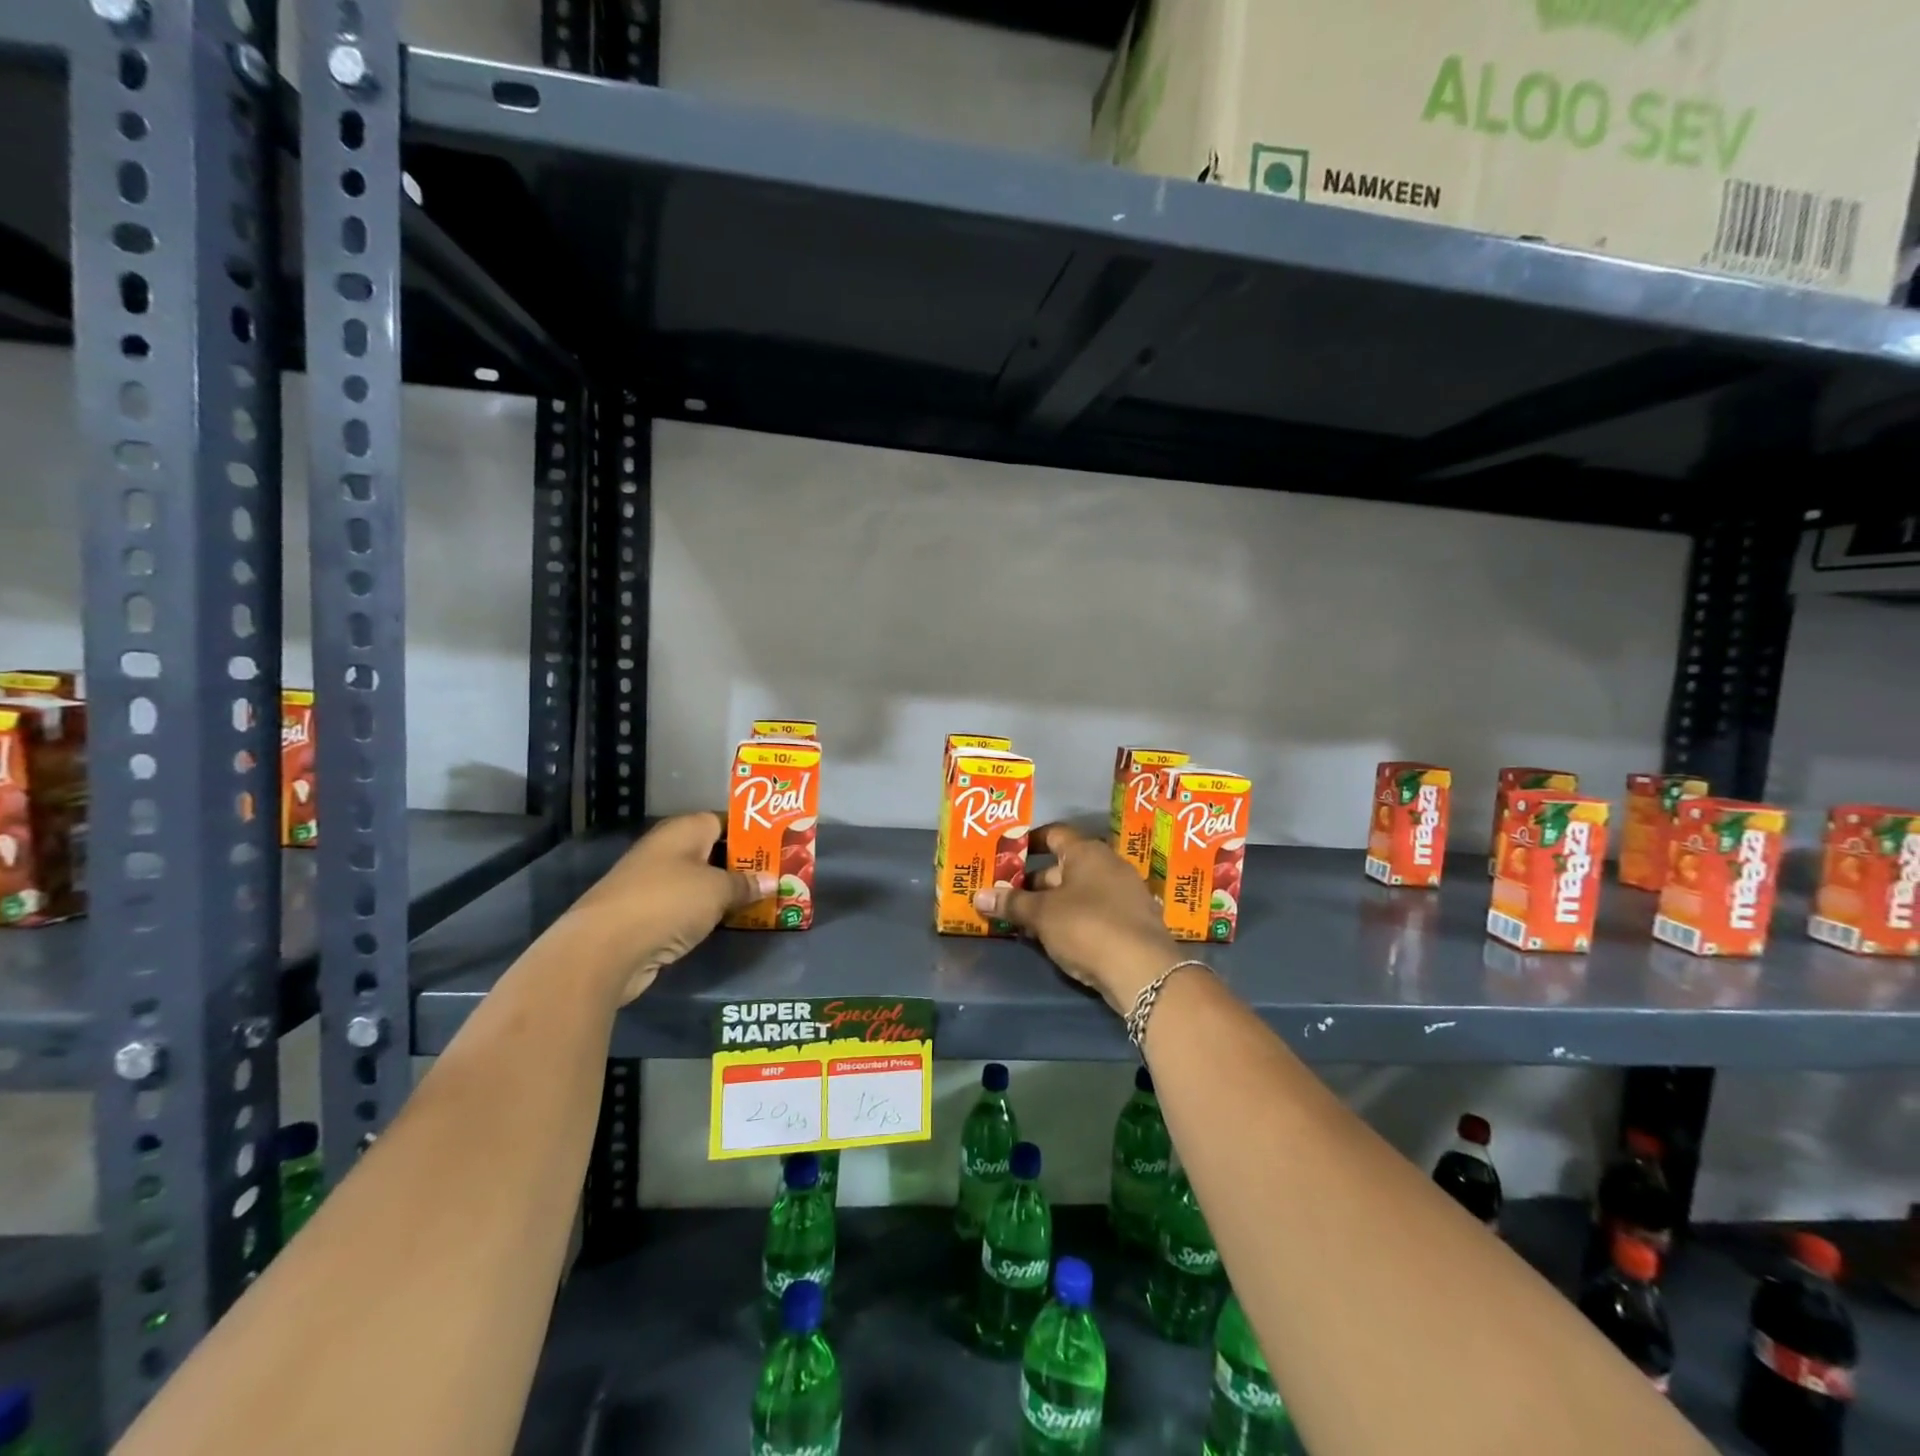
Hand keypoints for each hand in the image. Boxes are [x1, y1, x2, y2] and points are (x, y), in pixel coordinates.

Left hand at [566, 812, 773, 1004]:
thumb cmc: (667, 903)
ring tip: (764, 898)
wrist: (604, 949)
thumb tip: (772, 880)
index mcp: (683, 830)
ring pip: (701, 881)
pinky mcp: (647, 915)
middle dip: (744, 864)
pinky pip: (688, 907)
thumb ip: (746, 883)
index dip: (752, 831)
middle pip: (713, 851)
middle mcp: (666, 850)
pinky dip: (708, 912)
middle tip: (779, 874)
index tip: (780, 845)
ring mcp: (653, 883)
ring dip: (727, 891)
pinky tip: (731, 921)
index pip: (724, 820)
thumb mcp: (717, 890)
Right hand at [974, 823, 1182, 1015]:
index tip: (1007, 854)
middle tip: (1007, 896)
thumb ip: (1011, 903)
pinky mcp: (1132, 922)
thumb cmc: (1087, 927)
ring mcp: (1125, 894)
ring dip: (1053, 904)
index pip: (1054, 834)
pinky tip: (1056, 938)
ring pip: (1079, 892)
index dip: (1029, 842)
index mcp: (1087, 852)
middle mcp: (1109, 865)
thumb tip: (978, 895)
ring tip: (1025, 921)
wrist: (1143, 970)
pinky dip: (1073, 920)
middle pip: (1064, 866)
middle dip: (1035, 881)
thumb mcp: (1042, 915)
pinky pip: (1095, 912)